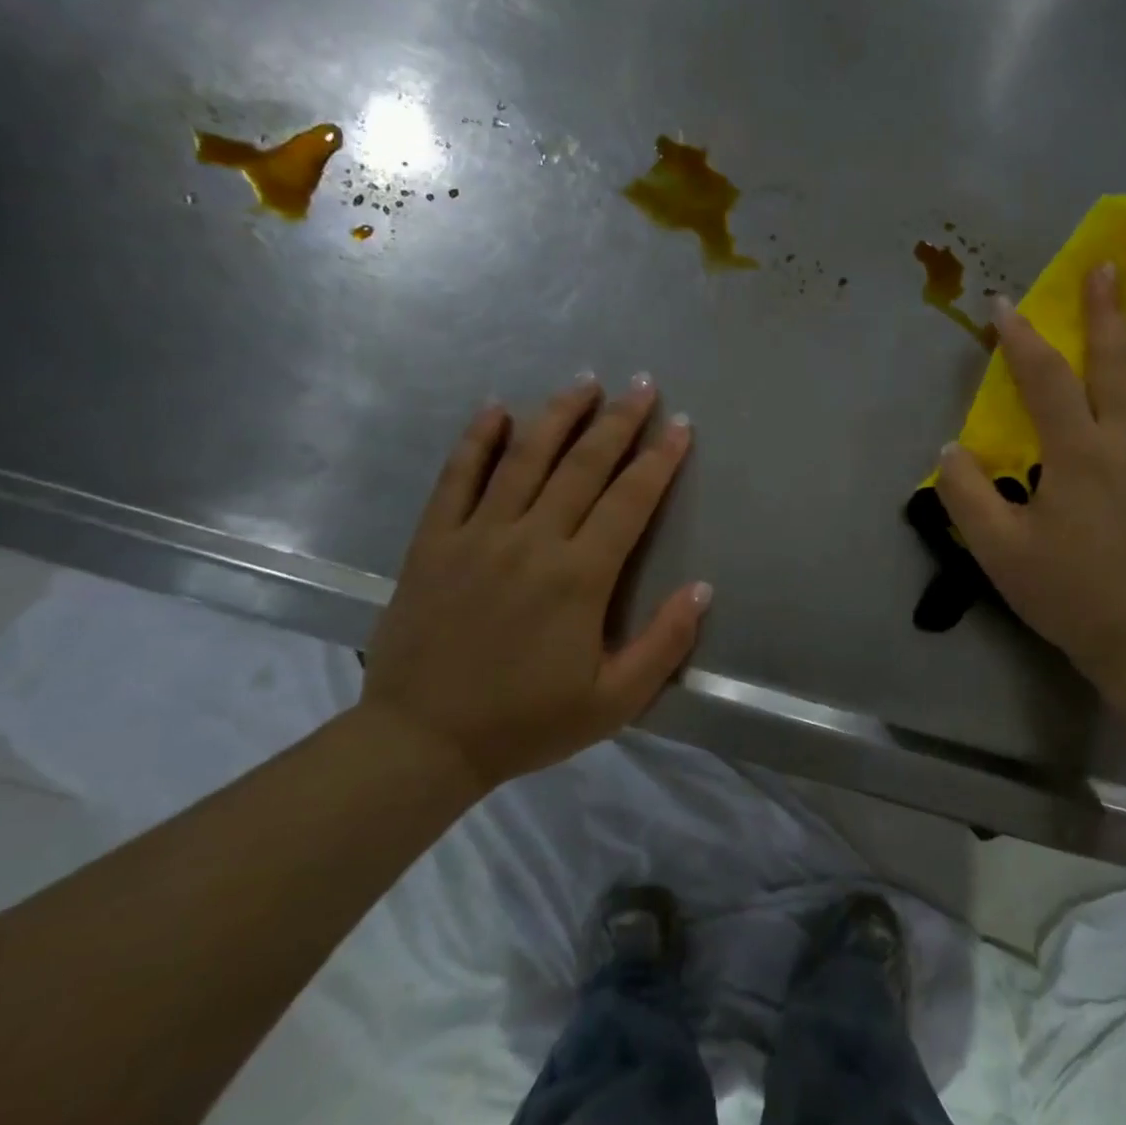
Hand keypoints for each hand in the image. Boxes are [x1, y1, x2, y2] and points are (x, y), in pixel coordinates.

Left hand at [359, 376, 710, 790]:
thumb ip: (664, 644)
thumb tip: (703, 589)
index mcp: (580, 577)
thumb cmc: (527, 722)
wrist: (423, 742)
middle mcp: (532, 541)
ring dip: (559, 416)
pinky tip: (496, 409)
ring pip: (525, 459)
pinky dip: (477, 440)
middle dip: (619, 422)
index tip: (680, 426)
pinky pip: (456, 478)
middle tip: (643, 385)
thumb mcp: (614, 701)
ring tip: (585, 382)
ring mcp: (477, 535)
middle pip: (583, 466)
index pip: (630, 501)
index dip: (660, 460)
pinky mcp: (433, 541)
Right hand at [934, 266, 1125, 696]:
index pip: (1045, 379)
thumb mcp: (999, 549)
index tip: (1003, 303)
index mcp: (1078, 453)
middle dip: (1107, 310)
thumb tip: (951, 449)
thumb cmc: (1066, 591)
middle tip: (1108, 264)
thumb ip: (967, 494)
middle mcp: (1123, 441)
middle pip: (1115, 362)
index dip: (1021, 337)